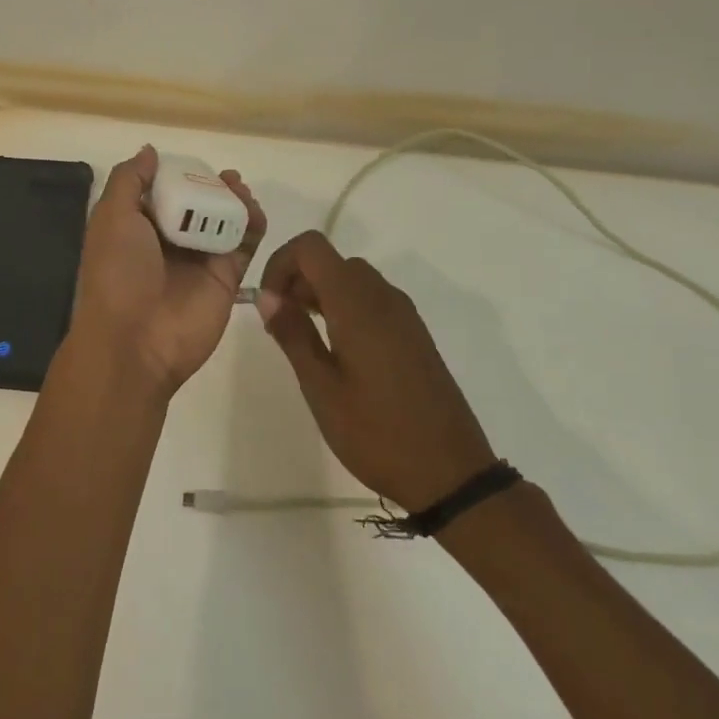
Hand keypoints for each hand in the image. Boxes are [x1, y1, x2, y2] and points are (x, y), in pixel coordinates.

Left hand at [68, 145, 266, 396]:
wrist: (135, 341)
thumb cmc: (117, 273)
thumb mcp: (111, 217)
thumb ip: (129, 180)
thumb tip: (150, 151)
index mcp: (136, 228)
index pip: (162, 192)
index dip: (178, 175)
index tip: (193, 163)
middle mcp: (168, 242)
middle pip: (197, 204)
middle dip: (211, 186)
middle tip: (226, 177)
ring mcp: (199, 260)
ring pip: (223, 221)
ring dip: (234, 202)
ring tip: (240, 189)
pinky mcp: (226, 278)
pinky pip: (244, 245)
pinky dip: (252, 225)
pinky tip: (253, 211)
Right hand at [257, 230, 494, 512]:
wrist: (450, 472)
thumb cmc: (376, 432)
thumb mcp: (321, 387)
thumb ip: (293, 334)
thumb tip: (268, 296)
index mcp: (357, 303)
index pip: (311, 247)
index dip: (280, 262)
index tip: (268, 302)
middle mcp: (383, 297)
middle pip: (332, 261)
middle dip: (297, 279)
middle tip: (280, 323)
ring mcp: (404, 314)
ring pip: (352, 279)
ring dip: (320, 293)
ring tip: (302, 338)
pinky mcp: (414, 333)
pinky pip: (372, 300)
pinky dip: (345, 307)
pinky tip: (336, 350)